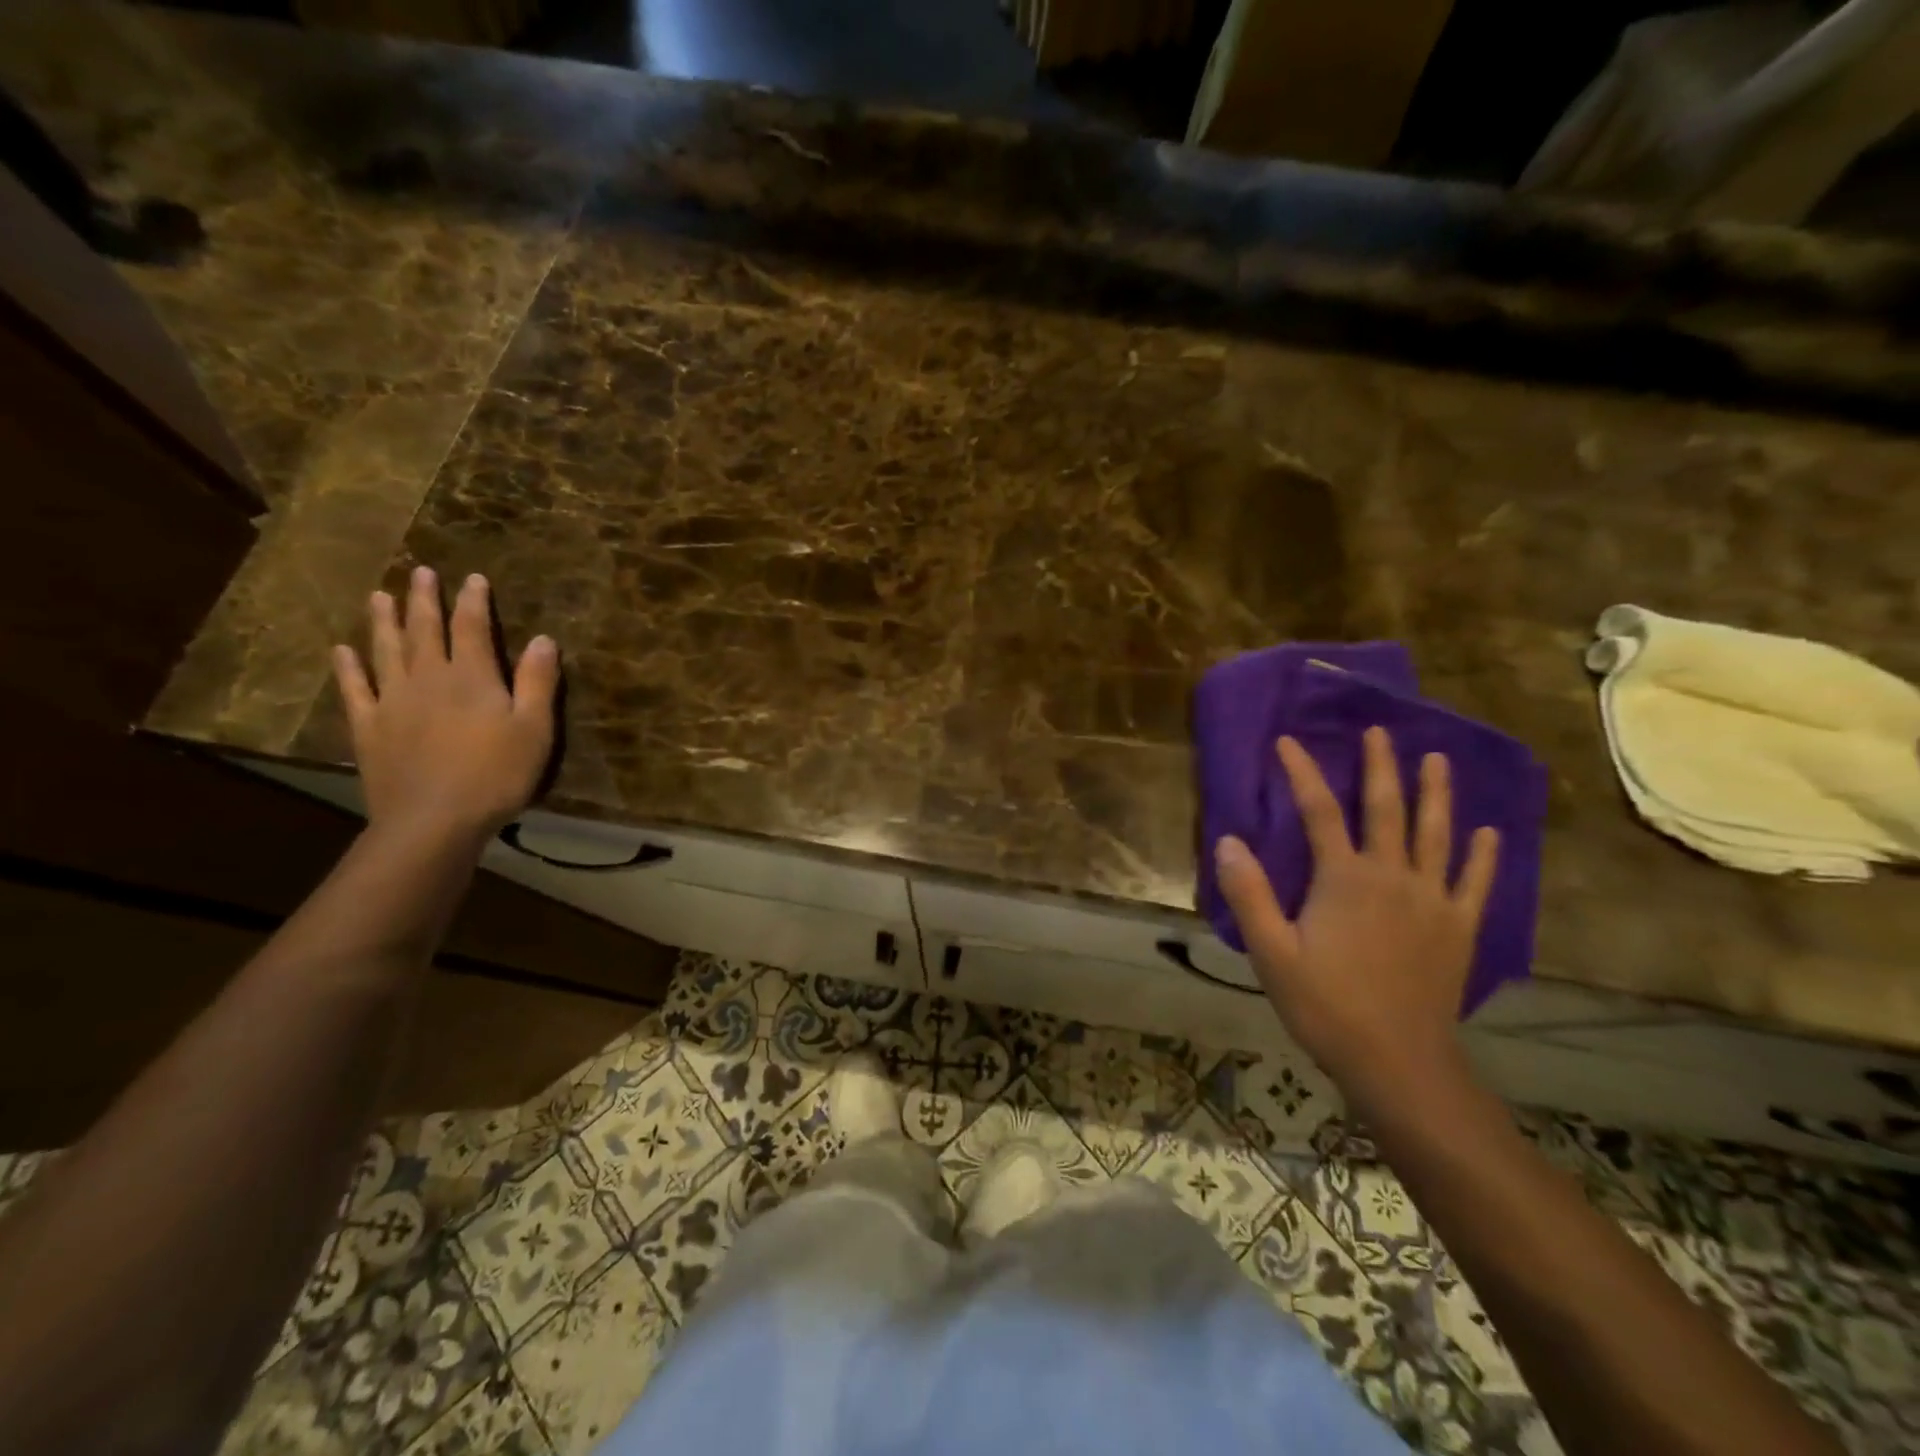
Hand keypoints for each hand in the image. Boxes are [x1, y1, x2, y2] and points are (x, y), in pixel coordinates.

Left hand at [332, 567, 558, 843]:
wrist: (433, 820)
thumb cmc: (496, 775)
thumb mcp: (534, 729)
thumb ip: (538, 682)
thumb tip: (543, 639)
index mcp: (471, 677)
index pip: (472, 628)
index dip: (474, 601)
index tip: (474, 578)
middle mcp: (428, 678)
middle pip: (424, 630)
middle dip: (425, 600)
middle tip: (420, 572)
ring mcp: (392, 701)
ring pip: (386, 650)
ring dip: (384, 621)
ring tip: (380, 596)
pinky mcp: (369, 727)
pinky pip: (355, 689)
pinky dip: (348, 667)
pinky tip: (343, 651)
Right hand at [1215, 727, 1497, 1102]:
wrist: (1397, 1060)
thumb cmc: (1325, 1005)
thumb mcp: (1270, 952)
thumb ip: (1250, 894)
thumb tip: (1228, 841)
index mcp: (1344, 879)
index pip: (1319, 811)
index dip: (1302, 773)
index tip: (1288, 742)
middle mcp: (1392, 876)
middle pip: (1386, 809)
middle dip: (1380, 766)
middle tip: (1378, 731)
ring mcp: (1431, 900)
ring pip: (1436, 835)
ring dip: (1436, 794)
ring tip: (1436, 759)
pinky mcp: (1458, 927)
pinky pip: (1474, 882)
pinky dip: (1482, 855)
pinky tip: (1488, 832)